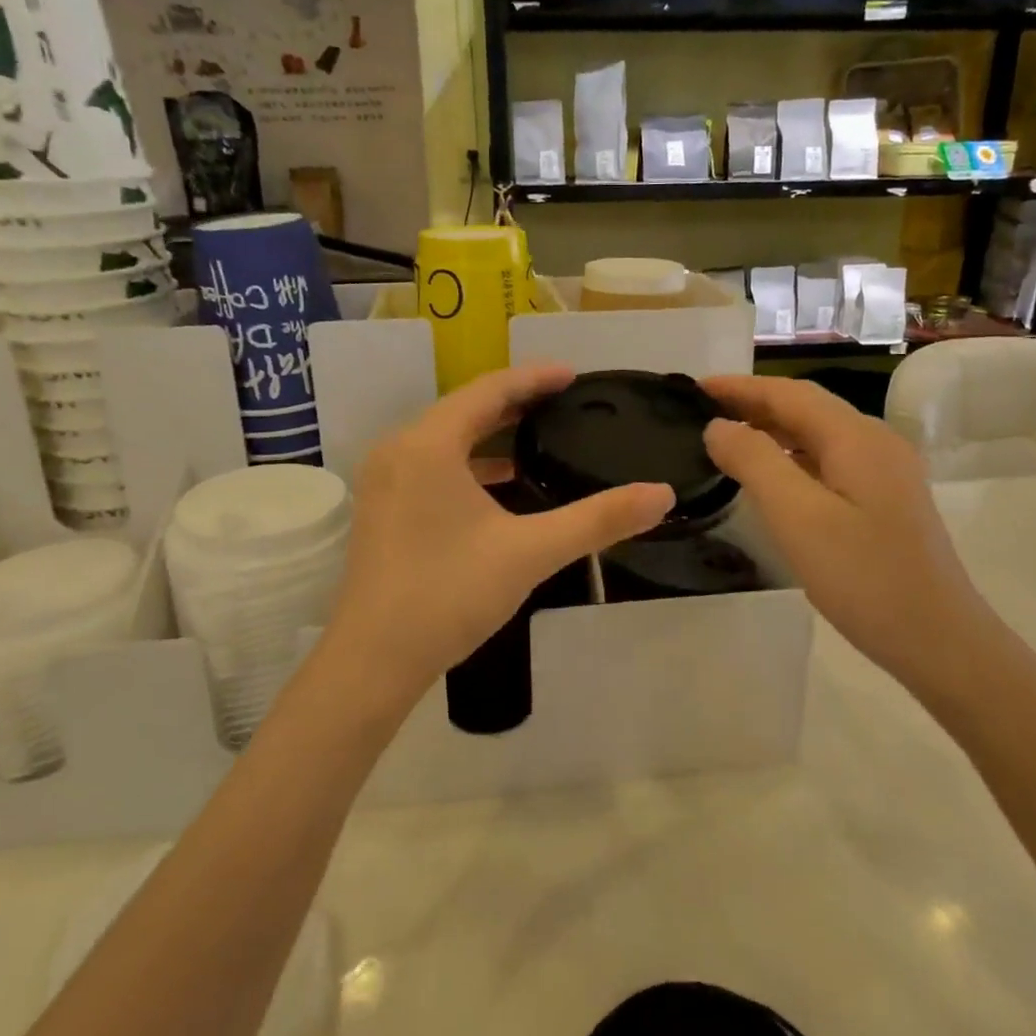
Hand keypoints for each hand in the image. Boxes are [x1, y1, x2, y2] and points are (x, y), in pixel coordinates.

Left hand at [318, 364, 674, 704]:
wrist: (373, 660)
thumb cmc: (449, 594)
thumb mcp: (530, 552)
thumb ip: (597, 519)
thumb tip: (662, 494)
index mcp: (428, 444)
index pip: (488, 390)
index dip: (534, 378)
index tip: (574, 375)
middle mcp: (399, 450)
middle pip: (464, 409)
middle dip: (515, 402)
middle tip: (564, 400)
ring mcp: (384, 480)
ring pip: (446, 438)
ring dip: (491, 433)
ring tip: (540, 434)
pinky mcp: (382, 507)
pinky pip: (431, 464)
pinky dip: (469, 463)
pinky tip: (502, 483)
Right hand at [701, 375, 993, 689]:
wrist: (939, 641)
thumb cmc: (863, 578)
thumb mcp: (798, 517)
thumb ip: (754, 462)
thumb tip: (719, 426)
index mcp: (857, 438)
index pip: (789, 393)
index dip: (740, 387)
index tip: (695, 388)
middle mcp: (875, 443)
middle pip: (807, 408)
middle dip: (754, 404)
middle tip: (702, 412)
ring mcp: (885, 473)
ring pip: (819, 435)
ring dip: (772, 430)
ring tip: (727, 439)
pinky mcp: (885, 501)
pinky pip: (829, 461)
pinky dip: (792, 457)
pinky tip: (771, 478)